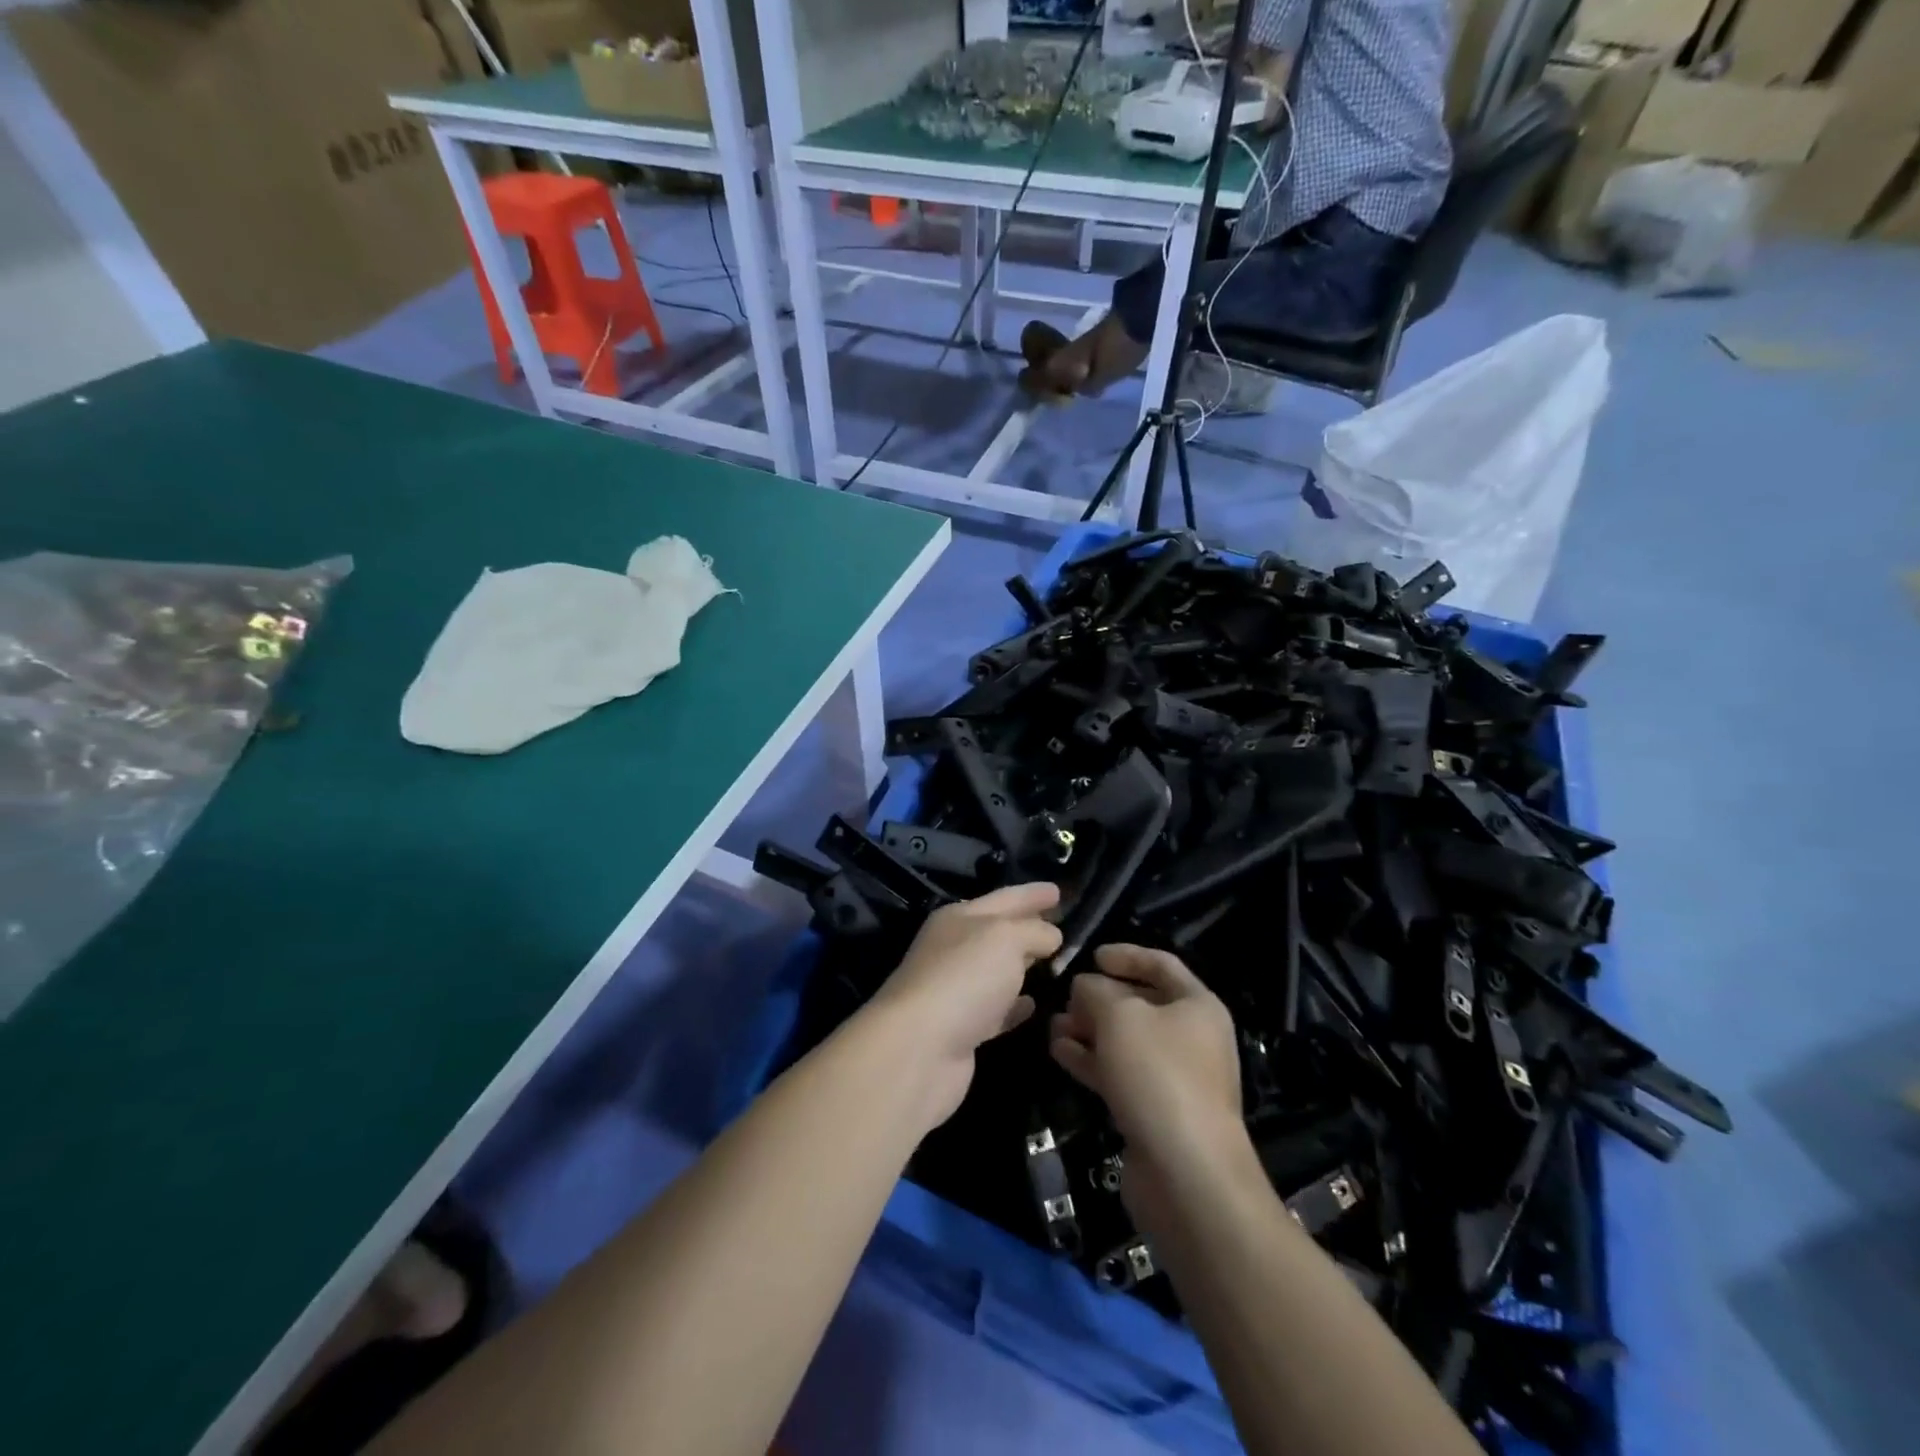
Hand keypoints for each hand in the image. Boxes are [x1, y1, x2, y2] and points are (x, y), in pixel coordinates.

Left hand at [866, 882, 1062, 1125]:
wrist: (919, 1048)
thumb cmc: (964, 977)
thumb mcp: (1006, 938)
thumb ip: (1034, 931)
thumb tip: (1051, 935)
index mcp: (959, 918)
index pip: (1005, 897)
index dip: (1032, 893)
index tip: (1059, 890)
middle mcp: (955, 949)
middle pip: (999, 932)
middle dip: (1029, 926)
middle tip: (1063, 925)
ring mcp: (957, 989)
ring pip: (998, 970)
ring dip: (1024, 966)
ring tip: (1056, 962)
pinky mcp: (963, 1028)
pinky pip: (997, 1009)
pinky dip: (1016, 1005)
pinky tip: (1035, 1004)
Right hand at [1048, 945, 1243, 1178]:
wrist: (1187, 1173)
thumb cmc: (1158, 1074)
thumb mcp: (1119, 1016)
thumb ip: (1095, 991)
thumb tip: (1085, 986)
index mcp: (1197, 1006)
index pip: (1161, 964)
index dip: (1126, 955)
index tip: (1091, 955)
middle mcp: (1191, 1037)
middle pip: (1140, 1003)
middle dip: (1099, 997)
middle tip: (1063, 995)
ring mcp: (1173, 1077)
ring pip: (1125, 1041)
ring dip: (1089, 1029)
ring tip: (1052, 1024)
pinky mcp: (1154, 1110)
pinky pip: (1119, 1073)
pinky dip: (1090, 1060)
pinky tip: (1058, 1051)